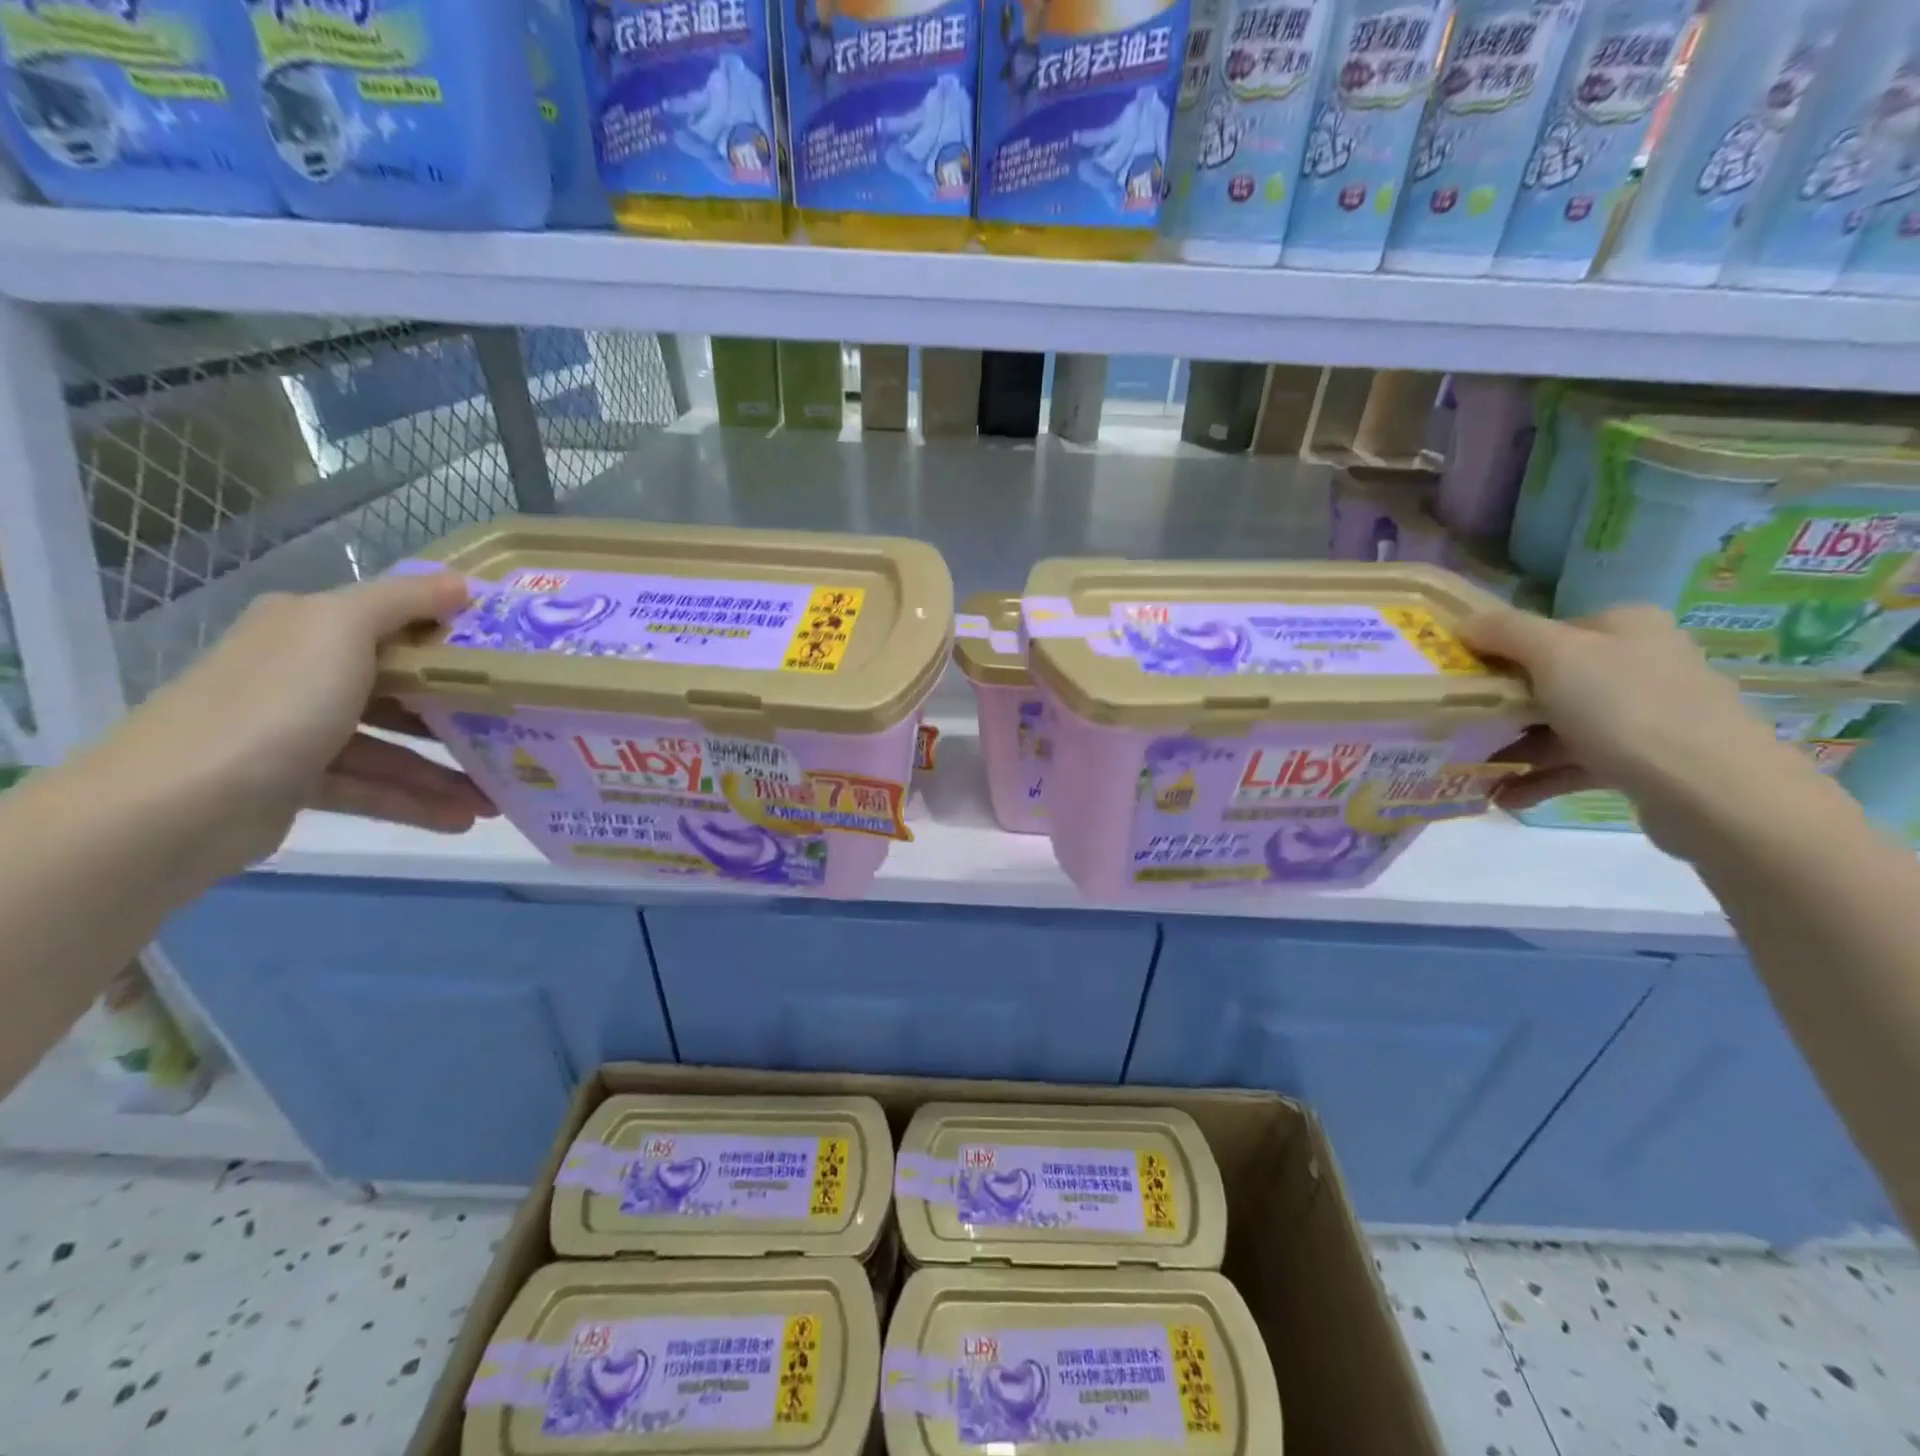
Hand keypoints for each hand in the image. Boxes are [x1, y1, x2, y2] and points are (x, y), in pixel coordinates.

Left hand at [98, 572, 497, 872]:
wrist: (176, 807)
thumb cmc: (276, 705)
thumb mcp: (341, 630)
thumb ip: (403, 600)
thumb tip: (461, 582)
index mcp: (307, 627)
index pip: (393, 623)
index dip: (453, 638)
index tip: (511, 658)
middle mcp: (301, 672)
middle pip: (399, 689)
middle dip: (459, 716)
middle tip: (515, 733)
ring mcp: (297, 731)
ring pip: (391, 747)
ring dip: (445, 772)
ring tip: (498, 799)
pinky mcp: (296, 783)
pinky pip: (372, 788)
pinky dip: (414, 803)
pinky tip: (460, 819)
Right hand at [1464, 604, 1814, 859]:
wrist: (1712, 791)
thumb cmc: (1625, 707)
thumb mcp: (1555, 654)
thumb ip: (1505, 631)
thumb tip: (1464, 622)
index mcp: (1625, 625)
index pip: (1546, 631)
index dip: (1499, 653)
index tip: (1460, 681)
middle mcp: (1641, 662)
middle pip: (1550, 679)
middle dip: (1502, 706)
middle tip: (1459, 726)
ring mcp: (1647, 713)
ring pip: (1561, 725)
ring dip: (1515, 748)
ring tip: (1473, 770)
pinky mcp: (1646, 760)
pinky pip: (1578, 763)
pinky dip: (1540, 777)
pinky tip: (1505, 795)